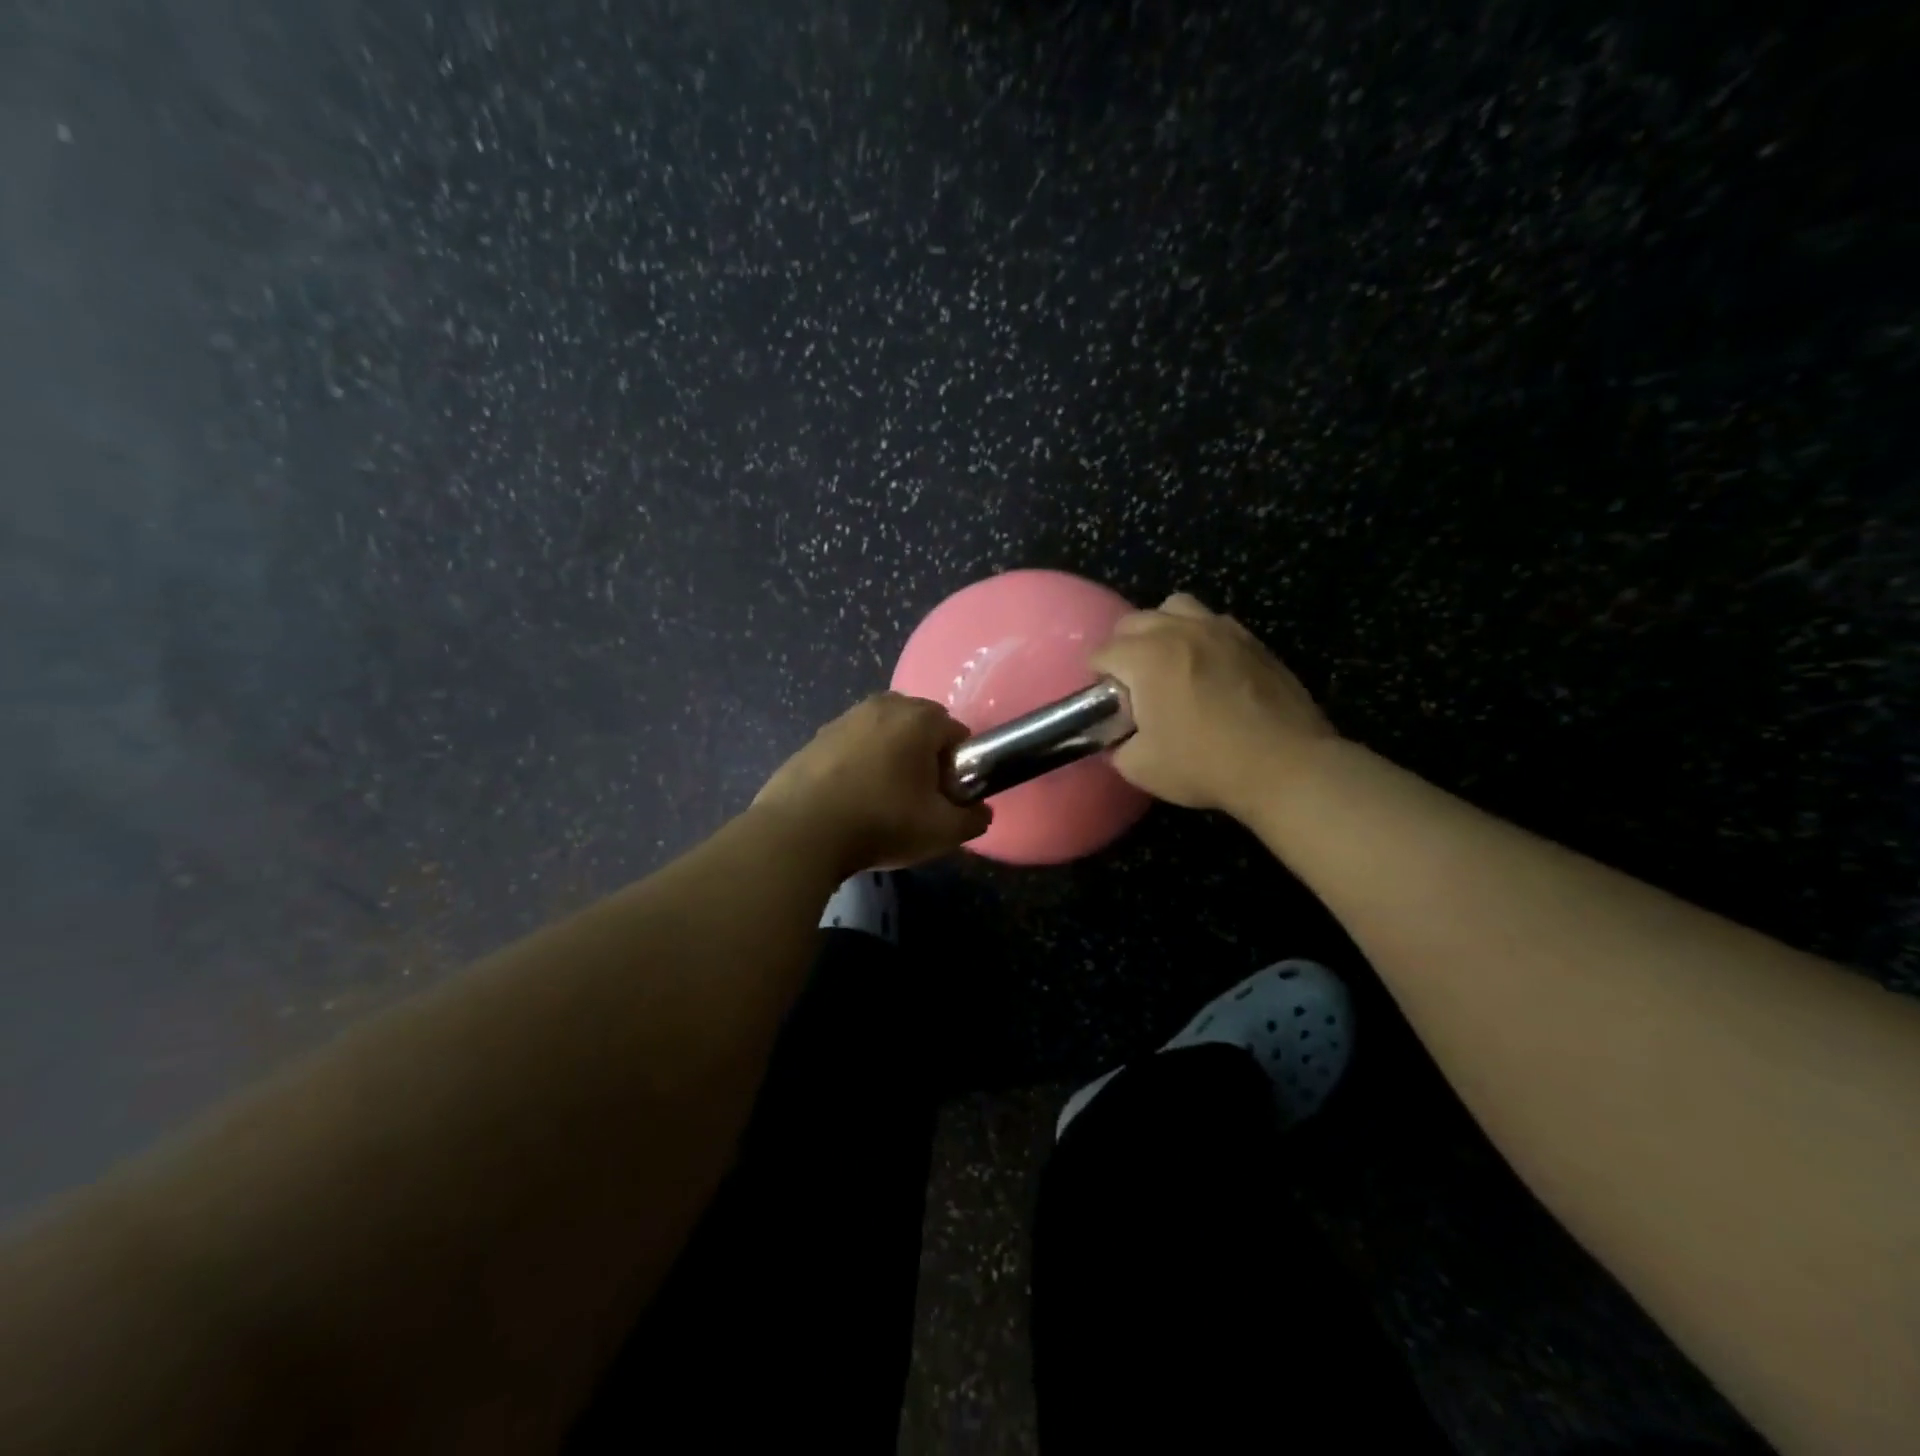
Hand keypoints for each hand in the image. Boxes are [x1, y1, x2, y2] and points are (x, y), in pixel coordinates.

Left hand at [753, 693, 991, 873]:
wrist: (800, 832)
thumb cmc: (881, 823)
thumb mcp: (942, 831)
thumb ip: (973, 819)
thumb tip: (980, 812)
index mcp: (919, 719)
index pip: (957, 734)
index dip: (958, 768)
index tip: (945, 798)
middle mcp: (883, 706)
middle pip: (920, 727)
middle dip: (924, 756)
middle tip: (917, 799)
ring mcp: (845, 718)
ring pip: (884, 734)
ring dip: (890, 758)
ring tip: (881, 800)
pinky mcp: (815, 737)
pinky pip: (852, 746)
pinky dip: (858, 764)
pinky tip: (850, 799)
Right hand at [1090, 593, 1336, 815]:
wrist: (1285, 765)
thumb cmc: (1205, 764)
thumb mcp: (1140, 768)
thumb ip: (1117, 747)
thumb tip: (1119, 738)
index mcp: (1147, 657)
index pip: (1103, 652)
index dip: (1097, 679)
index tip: (1107, 703)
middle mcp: (1180, 631)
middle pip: (1134, 621)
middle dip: (1123, 648)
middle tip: (1132, 684)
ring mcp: (1220, 630)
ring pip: (1175, 607)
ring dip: (1161, 629)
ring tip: (1168, 662)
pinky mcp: (1251, 640)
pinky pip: (1212, 622)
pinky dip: (1198, 636)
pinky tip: (1206, 668)